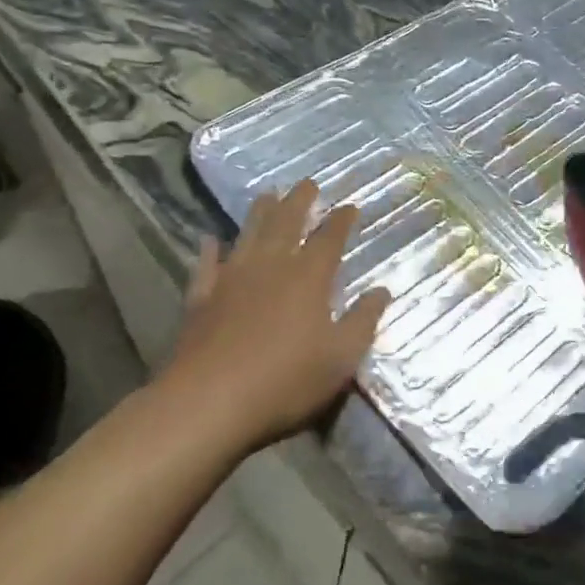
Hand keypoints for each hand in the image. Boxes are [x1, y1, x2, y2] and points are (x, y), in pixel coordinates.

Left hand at [151, 181, 390, 459]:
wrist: (209, 402)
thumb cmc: (286, 380)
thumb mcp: (341, 357)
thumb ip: (364, 320)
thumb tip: (383, 290)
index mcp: (308, 278)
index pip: (329, 238)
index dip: (341, 220)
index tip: (350, 206)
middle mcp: (271, 267)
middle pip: (287, 223)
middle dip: (300, 201)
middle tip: (308, 182)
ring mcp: (232, 279)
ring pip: (248, 234)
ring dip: (260, 213)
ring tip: (268, 194)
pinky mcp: (202, 298)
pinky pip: (206, 265)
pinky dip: (209, 250)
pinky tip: (209, 240)